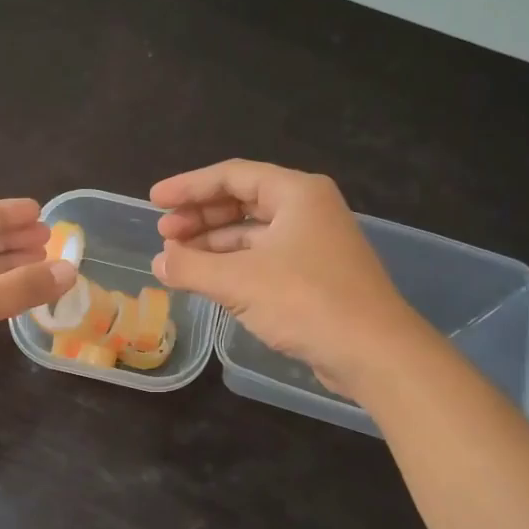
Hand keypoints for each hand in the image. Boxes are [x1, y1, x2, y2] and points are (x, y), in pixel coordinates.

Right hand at [151, 160, 411, 395]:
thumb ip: (190, 268)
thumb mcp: (238, 282)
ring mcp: (314, 243)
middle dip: (200, 216)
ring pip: (252, 233)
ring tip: (177, 259)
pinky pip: (263, 258)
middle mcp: (308, 210)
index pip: (232, 176)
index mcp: (296, 193)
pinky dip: (233, 265)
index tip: (154, 200)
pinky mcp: (315, 276)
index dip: (188, 187)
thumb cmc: (306, 302)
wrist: (373, 352)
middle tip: (164, 234)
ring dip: (213, 244)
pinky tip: (208, 281)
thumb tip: (158, 262)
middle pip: (242, 201)